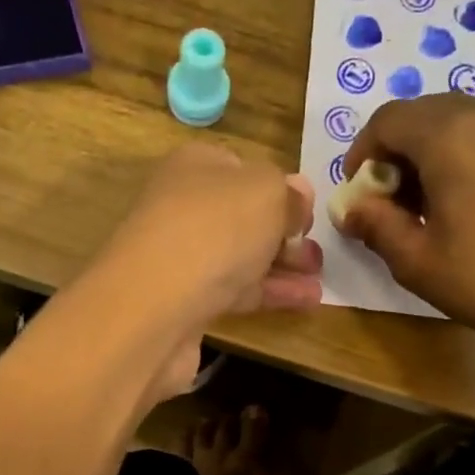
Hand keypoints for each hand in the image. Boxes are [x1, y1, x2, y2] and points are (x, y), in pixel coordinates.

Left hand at [87, 142, 322, 398]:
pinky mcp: (185, 303)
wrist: (154, 307)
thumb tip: (299, 196)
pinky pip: (235, 291)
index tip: (309, 213)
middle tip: (317, 253)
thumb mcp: (266, 194)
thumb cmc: (215, 231)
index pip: (241, 170)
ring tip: (320, 280)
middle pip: (242, 217)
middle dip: (284, 233)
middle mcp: (183, 208)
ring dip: (282, 267)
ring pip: (241, 257)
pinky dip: (269, 293)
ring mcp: (181, 258)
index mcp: (195, 168)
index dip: (278, 189)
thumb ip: (289, 194)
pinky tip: (306, 300)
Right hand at [337, 96, 474, 353]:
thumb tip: (351, 208)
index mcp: (450, 135)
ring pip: (458, 120)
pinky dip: (465, 153)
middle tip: (391, 202)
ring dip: (430, 152)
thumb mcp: (416, 260)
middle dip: (397, 152)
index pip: (387, 120)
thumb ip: (375, 224)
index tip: (359, 192)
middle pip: (423, 114)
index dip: (363, 153)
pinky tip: (467, 199)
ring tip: (429, 204)